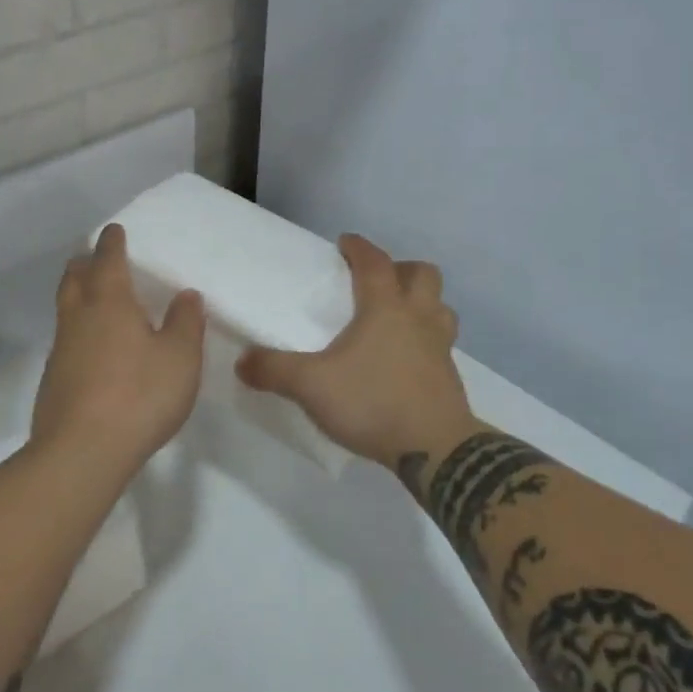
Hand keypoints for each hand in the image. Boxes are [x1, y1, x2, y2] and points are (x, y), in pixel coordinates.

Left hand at [31, 224, 205, 472]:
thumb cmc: (139, 396)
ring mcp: (61, 350)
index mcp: (110, 303)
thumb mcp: (180, 358)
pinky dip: (77, 330)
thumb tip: (186, 295)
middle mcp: (79, 318)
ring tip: (93, 298)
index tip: (114, 230)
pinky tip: (92, 348)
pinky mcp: (53, 381)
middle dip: (84, 263)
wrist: (81, 453)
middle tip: (95, 257)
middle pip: (74, 278)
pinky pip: (65, 340)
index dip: (112, 243)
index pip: (108, 260)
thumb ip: (185, 322)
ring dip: (76, 294)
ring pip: (65, 308)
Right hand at [236, 234, 472, 467]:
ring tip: (399, 317)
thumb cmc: (373, 402)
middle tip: (379, 281)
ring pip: (440, 307)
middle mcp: (418, 317)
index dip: (359, 248)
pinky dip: (427, 339)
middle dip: (402, 269)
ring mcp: (440, 346)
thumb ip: (274, 370)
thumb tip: (242, 360)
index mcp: (386, 307)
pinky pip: (442, 342)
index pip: (375, 262)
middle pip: (423, 274)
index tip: (344, 242)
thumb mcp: (311, 386)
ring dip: (423, 302)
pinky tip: (406, 359)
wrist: (436, 449)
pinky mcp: (450, 376)